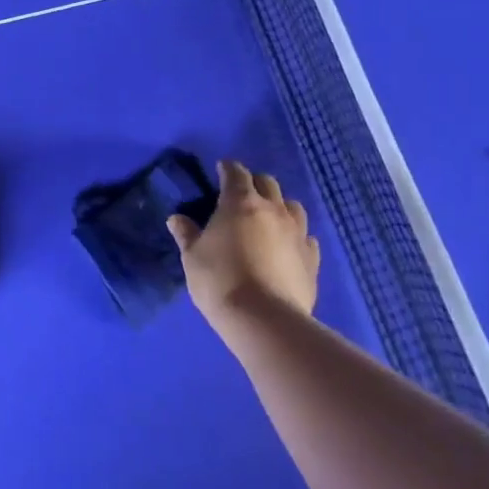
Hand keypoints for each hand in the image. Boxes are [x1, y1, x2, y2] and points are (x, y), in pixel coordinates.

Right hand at [167, 160, 320, 325]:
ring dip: (279, 206)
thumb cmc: (220, 281)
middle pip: (268, 183)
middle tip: (241, 195)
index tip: (220, 170)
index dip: (227, 168)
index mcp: (240, 202)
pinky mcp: (312, 258)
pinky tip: (288, 247)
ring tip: (268, 219)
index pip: (236, 172)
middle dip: (254, 183)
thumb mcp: (193, 257)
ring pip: (293, 206)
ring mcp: (297, 233)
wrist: (264, 319)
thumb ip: (186, 234)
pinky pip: (306, 237)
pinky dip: (296, 236)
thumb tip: (176, 219)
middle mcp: (273, 209)